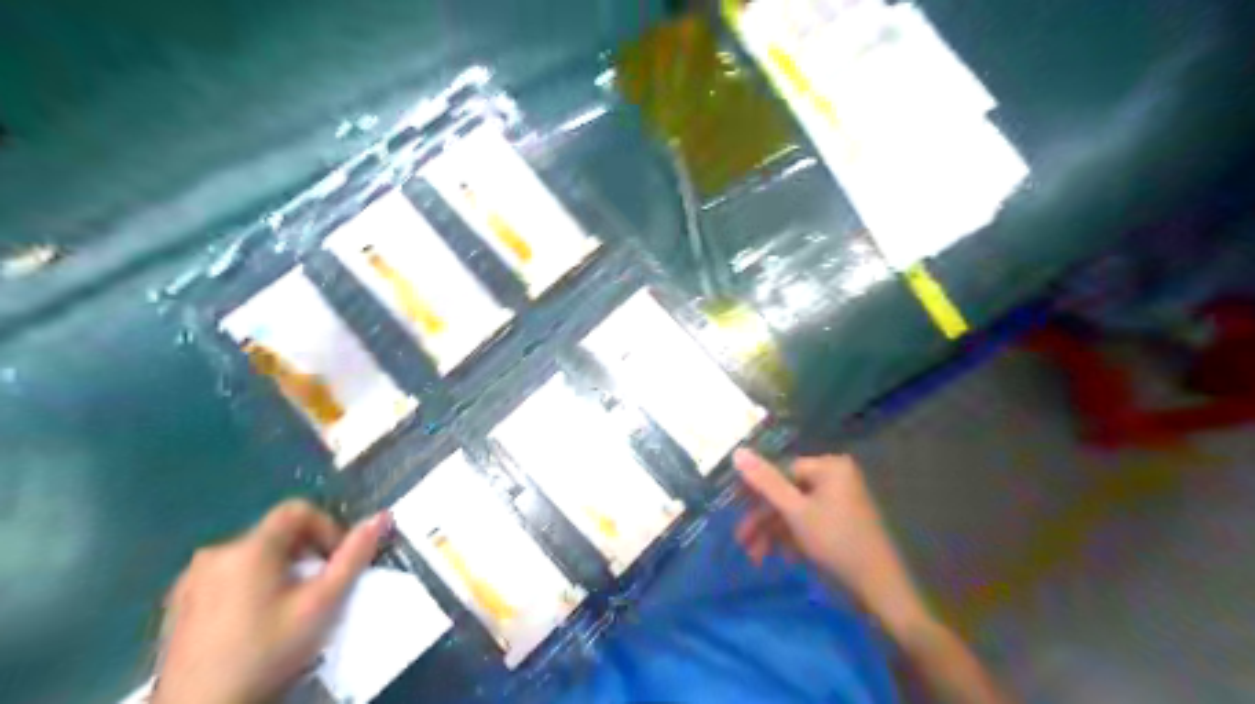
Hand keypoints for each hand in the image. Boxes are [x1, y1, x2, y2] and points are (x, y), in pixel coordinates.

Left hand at [157, 501, 391, 702]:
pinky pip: (226, 577)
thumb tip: (383, 516)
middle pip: (275, 534)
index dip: (327, 528)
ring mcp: (189, 580)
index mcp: (249, 548)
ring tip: (290, 608)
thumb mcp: (322, 604)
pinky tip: (256, 623)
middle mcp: (214, 553)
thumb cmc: (268, 652)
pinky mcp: (176, 605)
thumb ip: (354, 556)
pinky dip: (250, 586)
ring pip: (251, 556)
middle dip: (306, 553)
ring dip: (279, 570)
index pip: (298, 510)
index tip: (336, 563)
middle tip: (319, 590)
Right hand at [739, 450, 928, 636]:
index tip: (733, 511)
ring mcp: (840, 502)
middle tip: (742, 542)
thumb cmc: (836, 542)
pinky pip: (808, 524)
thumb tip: (737, 451)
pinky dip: (793, 539)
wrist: (880, 590)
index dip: (756, 491)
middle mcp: (836, 478)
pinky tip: (784, 558)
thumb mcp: (795, 512)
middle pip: (787, 494)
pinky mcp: (841, 524)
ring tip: (757, 557)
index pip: (781, 471)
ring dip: (774, 534)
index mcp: (829, 467)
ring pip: (795, 512)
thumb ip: (765, 482)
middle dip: (763, 520)